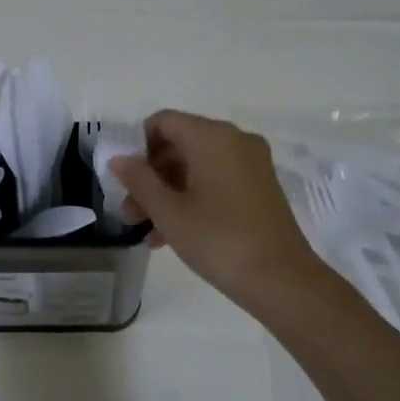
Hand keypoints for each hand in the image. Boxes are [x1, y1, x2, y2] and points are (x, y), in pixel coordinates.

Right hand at [112, 110, 325, 312]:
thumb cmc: (218, 239)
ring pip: (196, 167)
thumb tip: (119, 159)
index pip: (163, 121)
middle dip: (150, 176)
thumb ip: (139, 180)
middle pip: (179, 145)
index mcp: (212, 136)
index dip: (137, 145)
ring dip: (167, 193)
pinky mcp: (260, 187)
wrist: (280, 279)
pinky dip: (192, 199)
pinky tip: (170, 235)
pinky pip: (216, 181)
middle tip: (129, 211)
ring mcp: (251, 164)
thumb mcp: (169, 212)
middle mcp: (235, 140)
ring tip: (145, 230)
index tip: (124, 179)